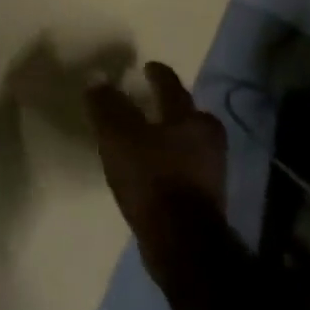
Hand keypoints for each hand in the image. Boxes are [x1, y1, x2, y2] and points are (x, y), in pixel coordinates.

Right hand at [87, 63, 227, 251]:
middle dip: (170, 107)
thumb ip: (107, 106)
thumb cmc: (151, 178)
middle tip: (150, 103)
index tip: (148, 66)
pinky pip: (185, 168)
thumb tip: (98, 79)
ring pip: (188, 142)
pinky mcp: (205, 198)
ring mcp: (212, 171)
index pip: (171, 85)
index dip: (157, 73)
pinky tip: (152, 171)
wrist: (181, 243)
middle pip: (188, 114)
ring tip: (147, 139)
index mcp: (190, 118)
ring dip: (170, 137)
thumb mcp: (118, 136)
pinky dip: (170, 163)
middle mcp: (208, 139)